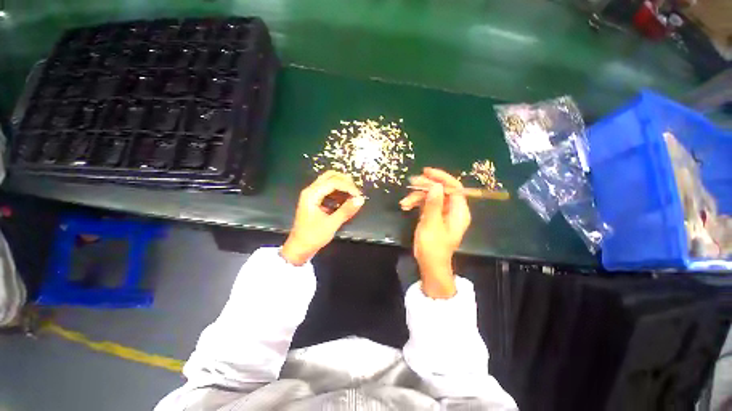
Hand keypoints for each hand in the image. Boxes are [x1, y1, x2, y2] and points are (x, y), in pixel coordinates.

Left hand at [281, 171, 364, 265]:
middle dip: (345, 181)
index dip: (348, 187)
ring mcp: (312, 195)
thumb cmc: (313, 236)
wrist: (299, 248)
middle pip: (330, 176)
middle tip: (356, 192)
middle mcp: (311, 191)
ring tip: (353, 195)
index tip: (359, 196)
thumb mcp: (331, 224)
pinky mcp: (315, 201)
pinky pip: (328, 191)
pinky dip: (338, 192)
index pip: (333, 182)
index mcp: (312, 194)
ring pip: (329, 182)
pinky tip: (345, 200)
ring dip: (342, 186)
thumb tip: (361, 199)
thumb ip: (346, 210)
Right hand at [399, 167, 470, 297]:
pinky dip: (416, 203)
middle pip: (441, 190)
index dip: (441, 178)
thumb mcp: (432, 224)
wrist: (430, 264)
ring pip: (431, 196)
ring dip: (416, 197)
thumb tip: (436, 185)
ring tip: (403, 203)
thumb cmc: (433, 247)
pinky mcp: (434, 216)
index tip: (426, 172)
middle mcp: (453, 209)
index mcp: (459, 211)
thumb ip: (434, 204)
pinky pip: (426, 203)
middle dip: (425, 187)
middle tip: (411, 183)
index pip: (454, 187)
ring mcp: (443, 212)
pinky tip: (405, 206)